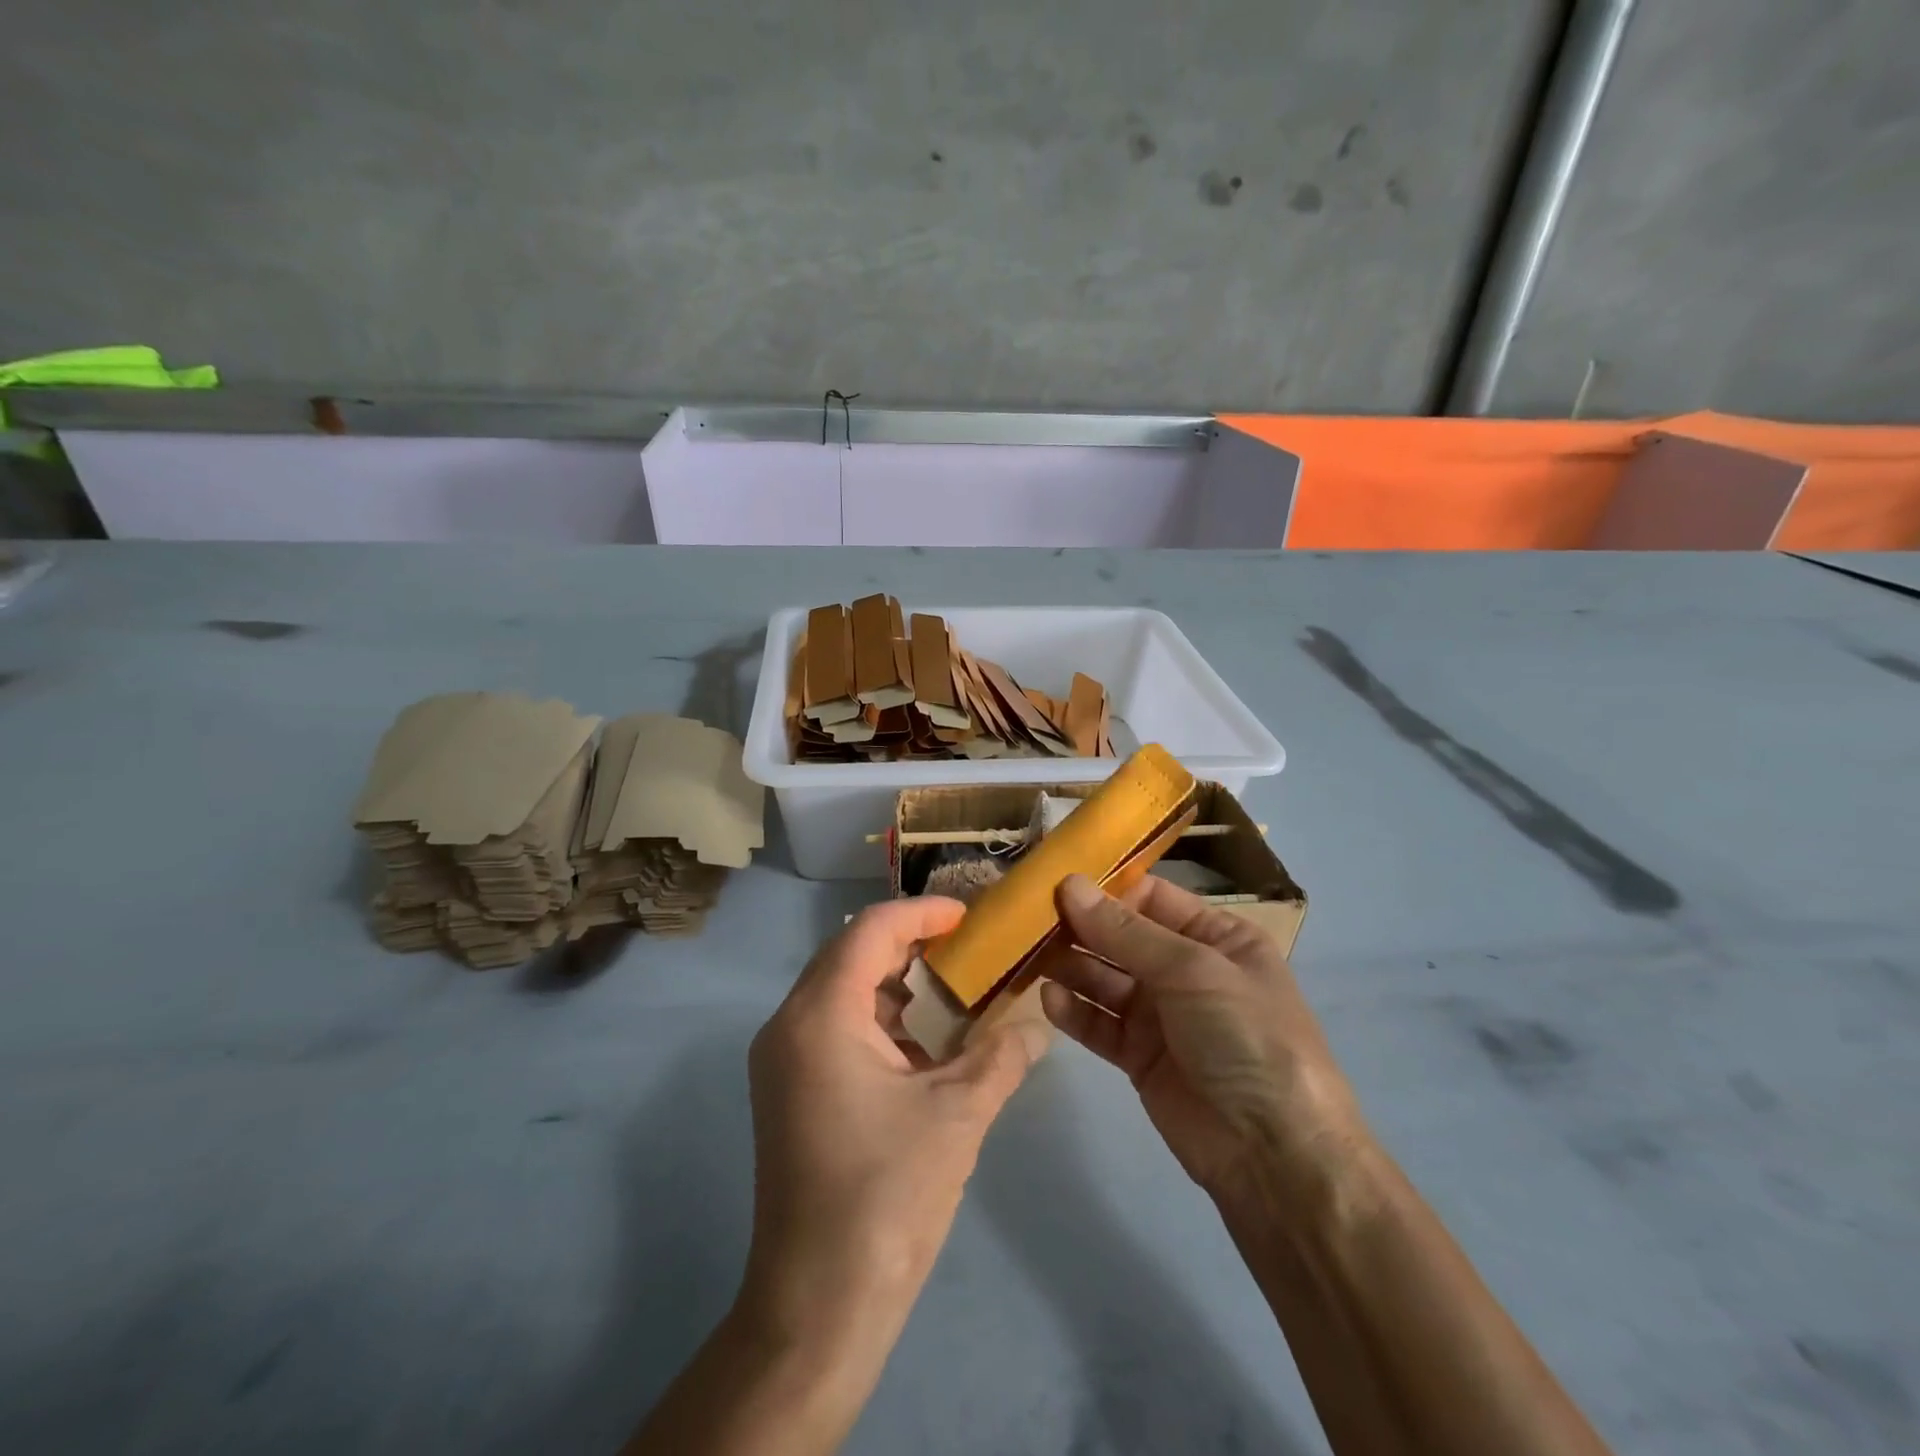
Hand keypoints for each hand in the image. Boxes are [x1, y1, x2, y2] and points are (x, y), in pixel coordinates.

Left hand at [739, 897, 1049, 1350]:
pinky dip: (880, 1020)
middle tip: (967, 946)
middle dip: (910, 943)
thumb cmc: (887, 1196)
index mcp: (820, 1016)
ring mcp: (783, 1060)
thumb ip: (1002, 1056)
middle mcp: (789, 1025)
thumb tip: (1041, 1020)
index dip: (922, 912)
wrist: (818, 1307)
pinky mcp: (789, 1090)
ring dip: (896, 983)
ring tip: (953, 989)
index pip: (870, 931)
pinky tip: (924, 1045)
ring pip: (842, 991)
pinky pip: (835, 1028)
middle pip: (851, 954)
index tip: (969, 914)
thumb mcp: (957, 1115)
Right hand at [1039, 874, 1367, 1206]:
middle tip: (1026, 917)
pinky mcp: (1139, 1055)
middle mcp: (1186, 969)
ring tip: (1027, 954)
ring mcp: (1161, 1014)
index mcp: (1216, 936)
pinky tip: (1049, 999)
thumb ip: (1124, 931)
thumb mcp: (1192, 970)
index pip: (1150, 897)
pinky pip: (1100, 1022)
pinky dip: (1075, 1010)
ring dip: (1070, 965)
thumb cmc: (1244, 1036)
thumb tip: (1069, 884)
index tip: (1054, 881)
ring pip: (1104, 978)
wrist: (1273, 1154)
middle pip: (1121, 937)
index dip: (1105, 889)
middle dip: (1079, 926)